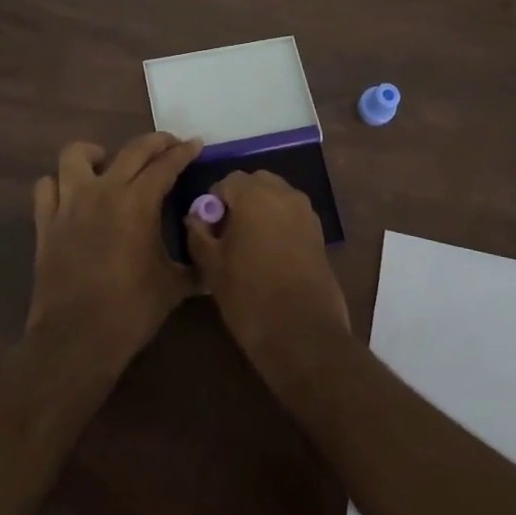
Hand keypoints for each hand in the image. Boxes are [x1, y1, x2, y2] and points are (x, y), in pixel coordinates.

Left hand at [27, 132, 204, 365]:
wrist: (76, 338)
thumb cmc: (131, 310)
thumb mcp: (174, 286)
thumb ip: (194, 264)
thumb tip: (210, 256)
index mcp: (139, 202)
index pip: (166, 164)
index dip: (184, 151)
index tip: (196, 144)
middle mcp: (104, 191)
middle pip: (132, 150)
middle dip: (155, 142)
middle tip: (169, 145)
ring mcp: (70, 204)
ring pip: (76, 155)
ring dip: (95, 153)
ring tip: (107, 163)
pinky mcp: (46, 222)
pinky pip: (47, 187)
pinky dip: (59, 184)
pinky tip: (72, 195)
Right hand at [185, 169, 349, 372]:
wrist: (302, 333)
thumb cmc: (249, 295)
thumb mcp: (211, 266)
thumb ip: (198, 234)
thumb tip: (196, 217)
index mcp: (254, 195)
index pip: (227, 181)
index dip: (213, 202)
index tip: (209, 230)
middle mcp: (284, 194)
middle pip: (256, 183)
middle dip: (240, 201)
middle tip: (227, 234)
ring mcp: (306, 213)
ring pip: (276, 198)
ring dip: (261, 211)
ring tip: (249, 246)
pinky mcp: (319, 233)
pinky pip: (292, 216)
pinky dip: (279, 224)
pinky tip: (270, 256)